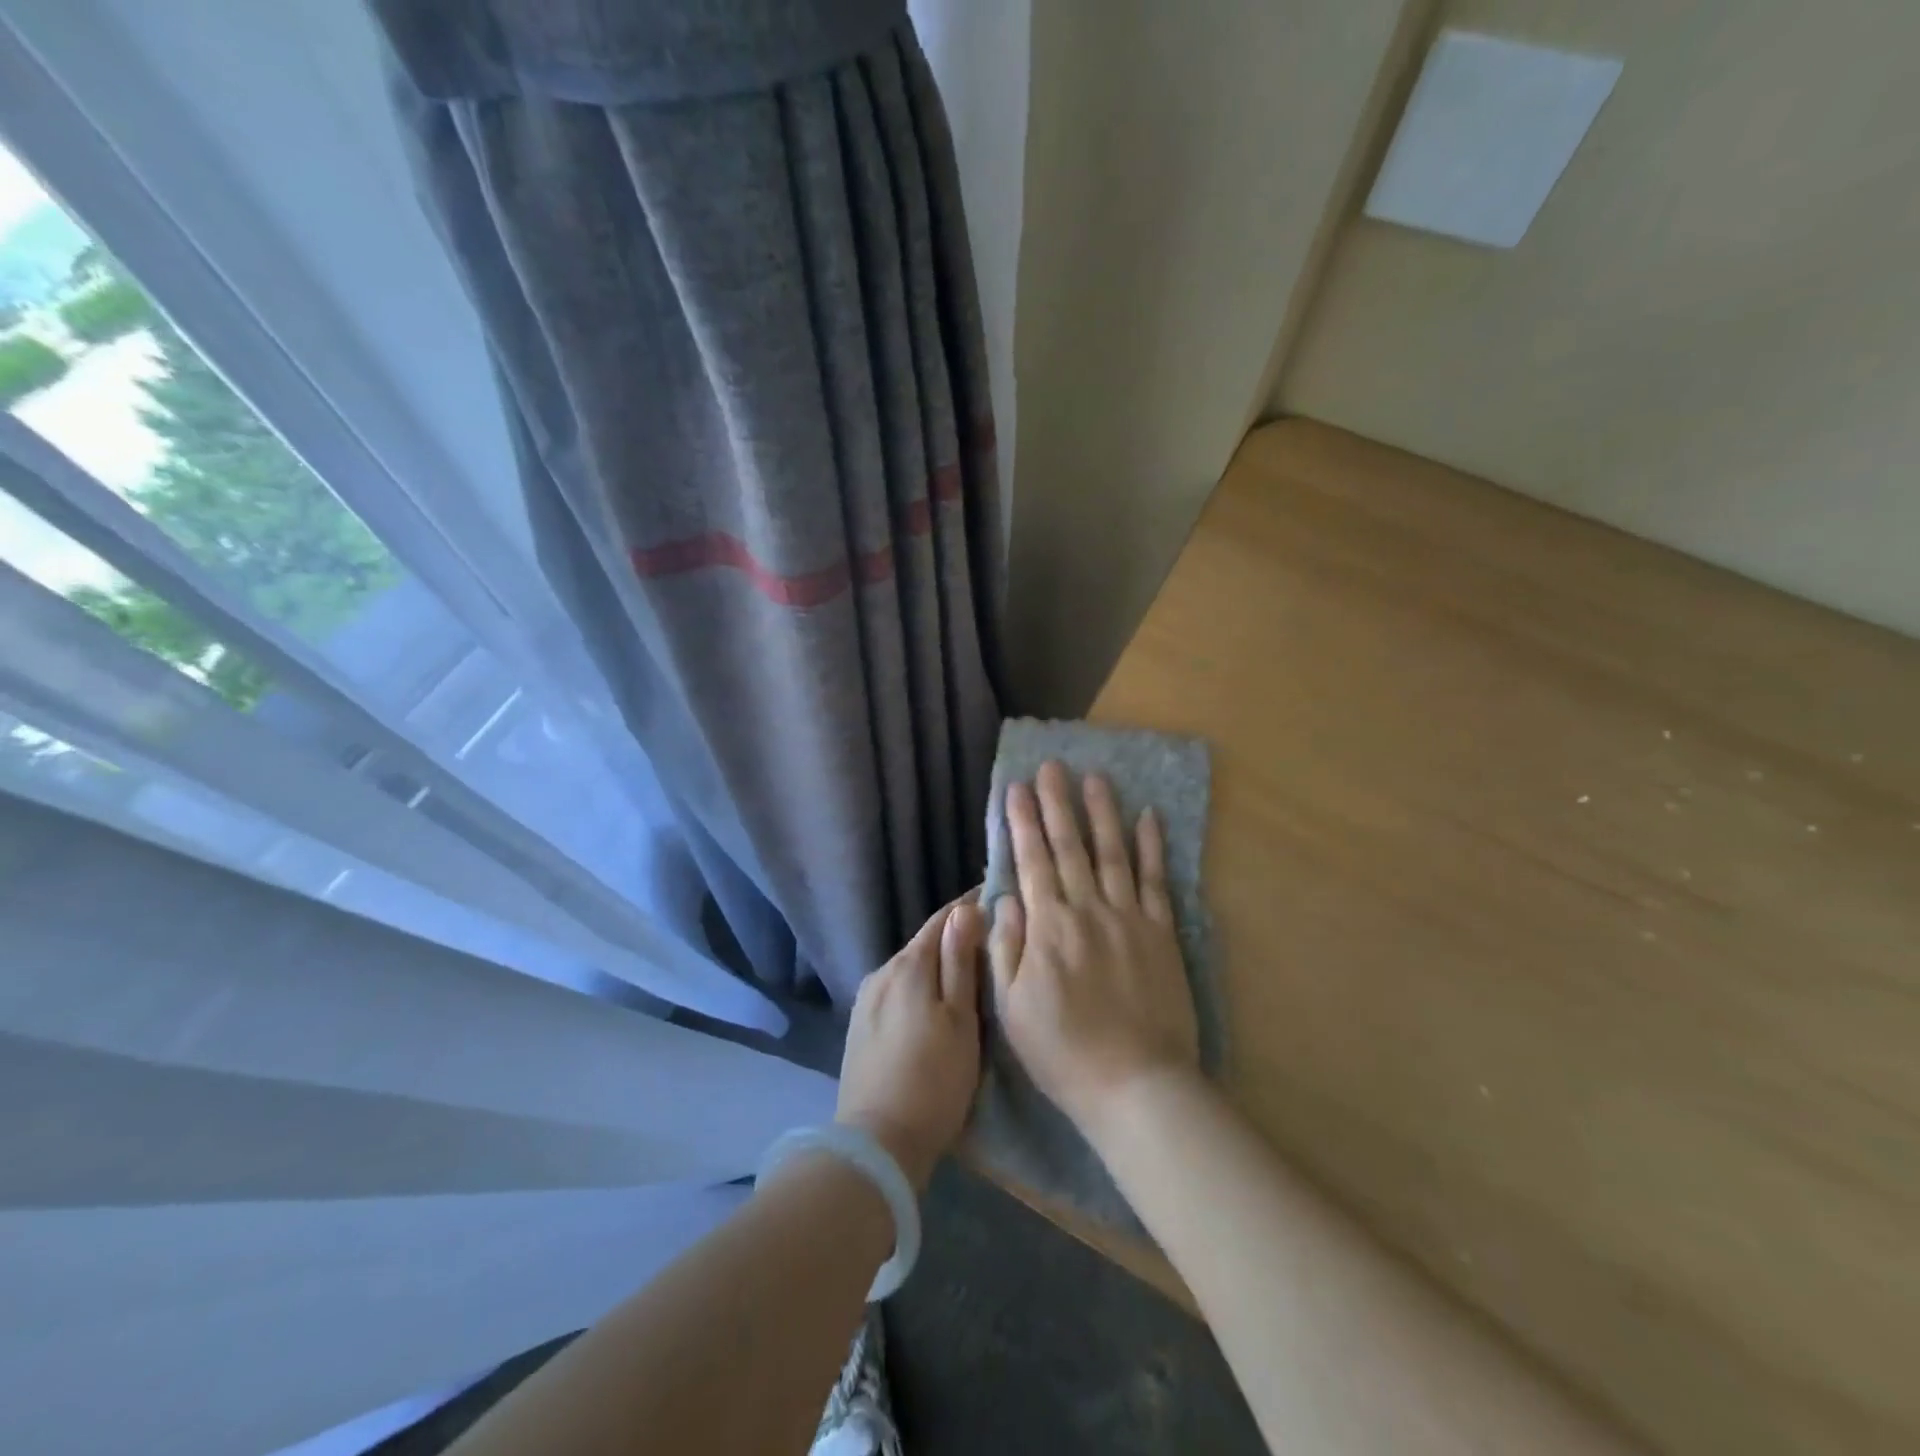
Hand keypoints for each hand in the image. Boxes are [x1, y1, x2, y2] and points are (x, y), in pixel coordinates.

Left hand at [836, 898, 985, 1190]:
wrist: (876, 1143)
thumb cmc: (933, 1080)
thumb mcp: (960, 1020)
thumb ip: (960, 962)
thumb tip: (965, 909)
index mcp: (909, 965)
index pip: (942, 919)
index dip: (969, 907)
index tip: (996, 900)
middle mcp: (882, 972)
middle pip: (925, 944)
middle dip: (955, 938)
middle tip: (991, 944)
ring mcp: (866, 1000)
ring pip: (910, 969)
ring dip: (937, 967)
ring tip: (967, 978)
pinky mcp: (860, 1026)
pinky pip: (896, 992)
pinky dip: (919, 990)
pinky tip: (933, 1008)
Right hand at [989, 761, 1199, 1142]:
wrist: (1135, 1083)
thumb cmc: (1062, 1051)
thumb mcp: (1011, 1008)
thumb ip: (1005, 948)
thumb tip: (1005, 898)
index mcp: (1047, 927)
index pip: (1031, 861)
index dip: (1022, 822)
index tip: (1016, 788)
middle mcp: (1087, 909)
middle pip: (1070, 846)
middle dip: (1058, 803)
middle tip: (1052, 766)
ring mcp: (1129, 917)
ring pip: (1113, 852)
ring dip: (1102, 812)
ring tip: (1095, 777)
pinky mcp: (1161, 932)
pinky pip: (1156, 880)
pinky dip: (1152, 846)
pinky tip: (1148, 816)